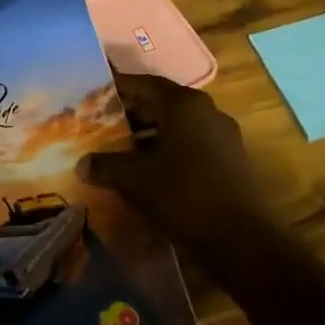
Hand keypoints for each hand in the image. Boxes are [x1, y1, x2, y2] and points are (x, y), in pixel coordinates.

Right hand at [78, 73, 280, 266]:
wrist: (242, 240)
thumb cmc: (184, 196)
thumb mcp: (135, 180)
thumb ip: (105, 165)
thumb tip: (82, 163)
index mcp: (184, 104)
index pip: (143, 84)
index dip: (117, 87)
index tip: (93, 92)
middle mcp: (206, 111)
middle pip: (161, 103)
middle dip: (130, 113)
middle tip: (100, 122)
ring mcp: (222, 136)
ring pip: (176, 125)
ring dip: (149, 134)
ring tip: (119, 148)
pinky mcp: (230, 160)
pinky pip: (191, 144)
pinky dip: (167, 149)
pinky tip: (148, 170)